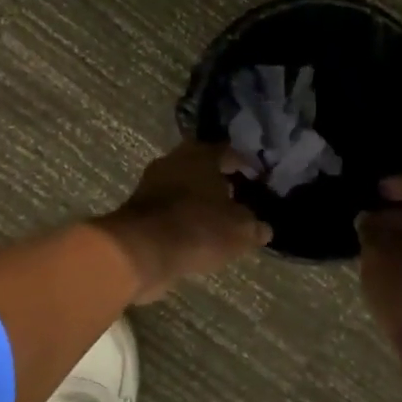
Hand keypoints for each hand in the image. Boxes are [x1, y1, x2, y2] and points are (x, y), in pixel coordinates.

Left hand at [94, 141, 272, 302]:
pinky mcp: (138, 209)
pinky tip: (197, 235)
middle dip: (220, 182)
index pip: (229, 151)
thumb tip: (262, 228)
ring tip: (220, 220)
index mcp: (200, 154)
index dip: (246, 165)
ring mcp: (152, 184)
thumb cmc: (197, 228)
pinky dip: (184, 218)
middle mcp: (173, 161)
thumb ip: (254, 225)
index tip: (259, 179)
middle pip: (203, 167)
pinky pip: (170, 209)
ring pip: (184, 188)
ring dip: (199, 201)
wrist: (141, 251)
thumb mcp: (240, 230)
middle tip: (240, 199)